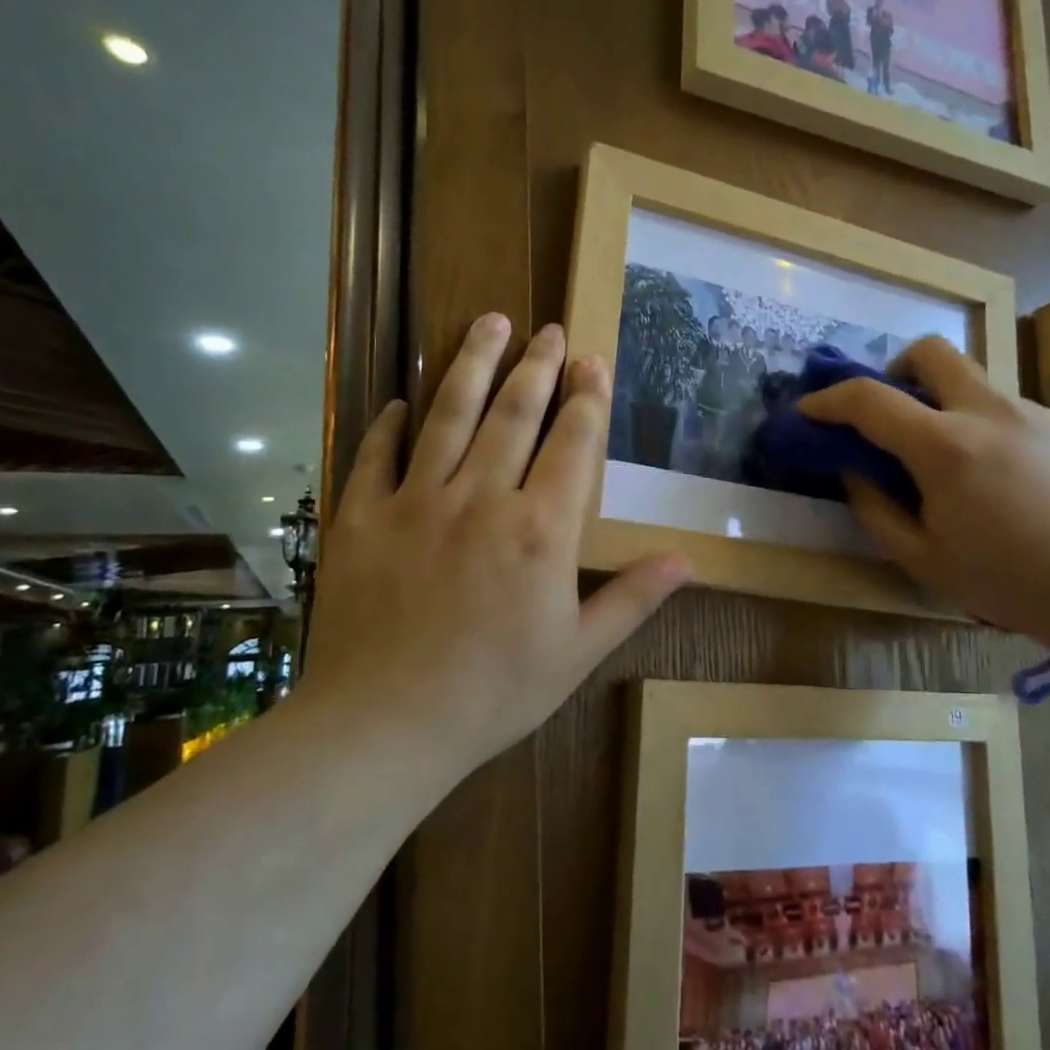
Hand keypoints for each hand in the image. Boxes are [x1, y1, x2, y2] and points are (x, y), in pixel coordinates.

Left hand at [303, 314, 688, 779]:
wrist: (385, 725)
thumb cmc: (494, 693)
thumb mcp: (577, 653)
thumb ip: (631, 599)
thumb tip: (687, 561)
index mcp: (540, 530)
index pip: (571, 444)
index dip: (586, 398)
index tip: (591, 360)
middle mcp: (481, 499)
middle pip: (513, 414)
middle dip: (535, 366)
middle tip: (545, 329)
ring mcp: (415, 503)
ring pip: (448, 417)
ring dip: (471, 366)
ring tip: (487, 323)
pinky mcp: (361, 520)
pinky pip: (376, 457)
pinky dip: (388, 425)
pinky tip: (400, 402)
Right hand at [796, 338, 1049, 651]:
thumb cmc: (1006, 582)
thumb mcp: (922, 558)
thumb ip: (875, 509)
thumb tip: (854, 472)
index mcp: (945, 447)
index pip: (869, 399)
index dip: (828, 400)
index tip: (808, 410)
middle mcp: (989, 413)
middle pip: (933, 352)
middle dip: (898, 368)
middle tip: (894, 411)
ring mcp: (1036, 413)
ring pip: (977, 383)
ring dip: (949, 406)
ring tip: (958, 463)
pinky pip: (1013, 413)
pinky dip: (990, 431)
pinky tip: (1009, 482)